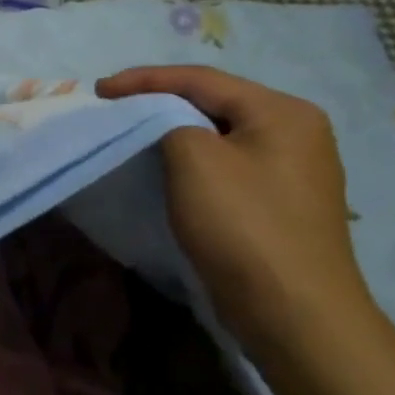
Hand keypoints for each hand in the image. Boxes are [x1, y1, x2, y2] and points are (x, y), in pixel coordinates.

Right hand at [96, 65, 379, 365]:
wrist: (294, 315)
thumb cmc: (243, 225)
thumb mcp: (194, 158)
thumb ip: (169, 121)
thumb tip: (162, 123)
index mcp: (283, 112)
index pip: (201, 80)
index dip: (144, 80)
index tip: (98, 90)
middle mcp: (296, 132)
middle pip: (212, 103)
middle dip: (159, 102)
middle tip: (113, 107)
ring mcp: (292, 170)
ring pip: (218, 135)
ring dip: (173, 132)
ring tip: (132, 132)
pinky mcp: (280, 203)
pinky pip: (226, 164)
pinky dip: (191, 160)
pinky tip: (167, 168)